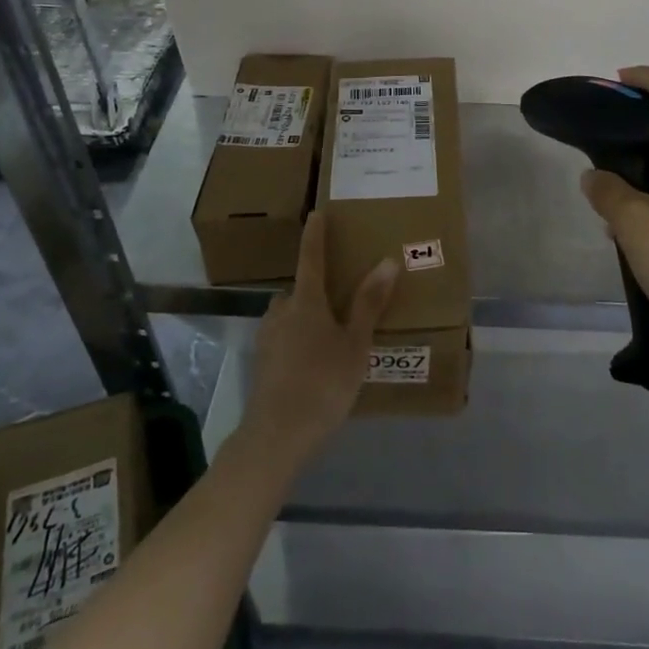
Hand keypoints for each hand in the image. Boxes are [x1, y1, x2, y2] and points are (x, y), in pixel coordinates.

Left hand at [241, 210, 396, 468]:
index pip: (311, 258)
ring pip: (288, 316)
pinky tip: (313, 362)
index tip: (316, 213)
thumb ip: (368, 303)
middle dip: (315, 290)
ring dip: (304, 317)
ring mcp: (267, 338)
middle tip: (338, 300)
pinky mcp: (262, 363)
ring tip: (329, 335)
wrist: (277, 435)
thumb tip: (386, 261)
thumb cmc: (323, 382)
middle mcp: (281, 312)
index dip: (315, 235)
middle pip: (298, 291)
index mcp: (306, 301)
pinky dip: (297, 340)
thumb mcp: (355, 344)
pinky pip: (283, 338)